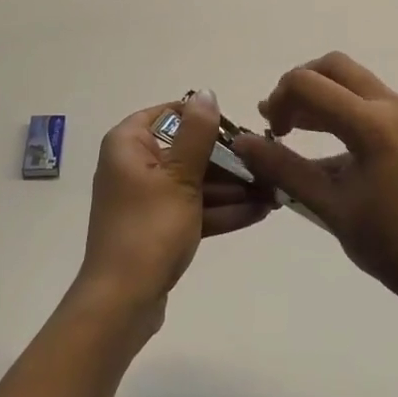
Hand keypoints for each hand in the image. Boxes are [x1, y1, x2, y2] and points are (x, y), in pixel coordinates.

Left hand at [77, 91, 272, 327]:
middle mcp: (133, 164)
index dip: (207, 121)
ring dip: (233, 188)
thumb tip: (206, 93)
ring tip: (274, 191)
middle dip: (230, 161)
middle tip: (268, 166)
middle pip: (187, 150)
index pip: (171, 114)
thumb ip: (198, 133)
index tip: (241, 133)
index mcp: (129, 144)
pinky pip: (193, 208)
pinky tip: (260, 211)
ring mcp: (146, 198)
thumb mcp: (180, 176)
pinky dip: (221, 210)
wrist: (122, 303)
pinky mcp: (158, 227)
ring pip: (194, 182)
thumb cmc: (149, 229)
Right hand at [231, 53, 397, 315]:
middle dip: (298, 85)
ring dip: (319, 95)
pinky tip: (324, 143)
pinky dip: (340, 107)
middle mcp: (393, 106)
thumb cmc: (392, 246)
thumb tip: (243, 144)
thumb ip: (284, 169)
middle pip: (333, 67)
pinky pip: (368, 100)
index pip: (309, 84)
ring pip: (352, 80)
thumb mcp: (330, 208)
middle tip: (278, 120)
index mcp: (373, 125)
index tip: (268, 132)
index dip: (278, 99)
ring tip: (291, 129)